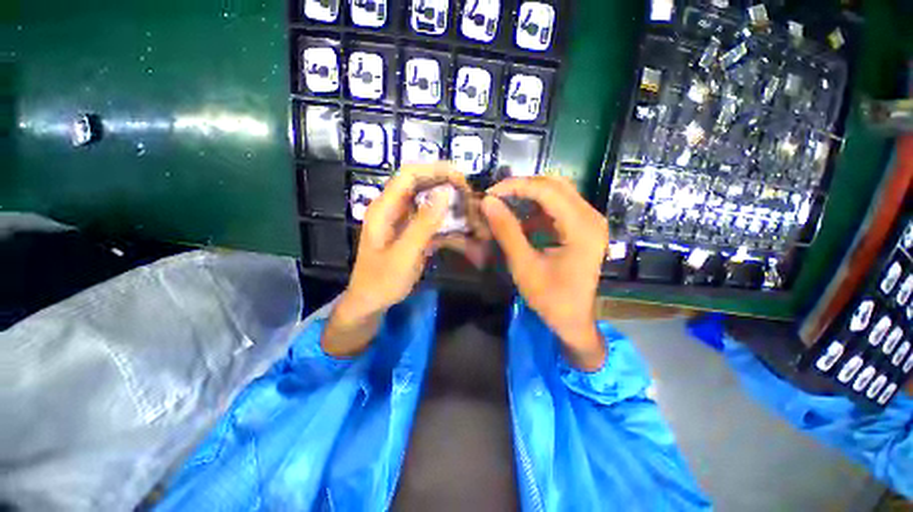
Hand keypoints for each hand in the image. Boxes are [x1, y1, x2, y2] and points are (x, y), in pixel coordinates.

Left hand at [322, 163, 485, 356]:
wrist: (371, 302)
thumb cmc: (383, 280)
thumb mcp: (405, 253)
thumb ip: (424, 223)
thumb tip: (445, 192)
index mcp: (384, 208)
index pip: (408, 175)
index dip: (434, 170)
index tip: (460, 177)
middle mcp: (393, 209)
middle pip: (420, 185)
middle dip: (445, 186)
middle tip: (469, 194)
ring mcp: (403, 221)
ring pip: (428, 203)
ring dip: (449, 205)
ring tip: (470, 210)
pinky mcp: (411, 233)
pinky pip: (431, 221)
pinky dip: (447, 223)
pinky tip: (463, 229)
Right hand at [482, 177, 608, 370]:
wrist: (574, 320)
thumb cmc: (550, 298)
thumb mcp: (524, 265)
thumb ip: (506, 231)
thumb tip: (488, 202)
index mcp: (581, 227)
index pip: (547, 190)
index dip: (515, 186)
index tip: (490, 194)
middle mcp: (591, 217)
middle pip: (554, 185)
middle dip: (521, 187)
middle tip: (495, 198)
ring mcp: (589, 221)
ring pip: (556, 192)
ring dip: (528, 196)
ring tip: (504, 205)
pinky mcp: (583, 227)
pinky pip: (558, 206)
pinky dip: (537, 208)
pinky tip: (521, 220)